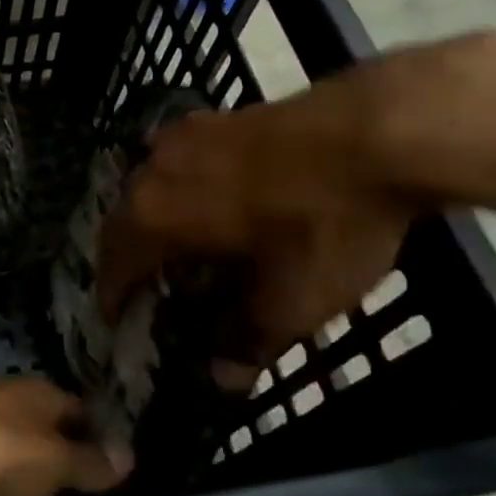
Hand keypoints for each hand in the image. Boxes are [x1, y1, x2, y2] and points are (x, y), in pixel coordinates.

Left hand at [0, 378, 131, 495]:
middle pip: (48, 448)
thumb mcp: (46, 460)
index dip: (106, 444)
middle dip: (63, 483)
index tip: (130, 485)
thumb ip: (86, 464)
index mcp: (38, 398)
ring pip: (12, 477)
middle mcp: (8, 414)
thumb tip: (128, 456)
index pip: (84, 416)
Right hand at [97, 47, 433, 362]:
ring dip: (154, 218)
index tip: (116, 321)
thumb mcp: (292, 301)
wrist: (383, 129)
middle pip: (124, 219)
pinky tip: (215, 197)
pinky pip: (181, 162)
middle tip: (147, 287)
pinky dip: (184, 189)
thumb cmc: (325, 222)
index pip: (113, 263)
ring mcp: (185, 135)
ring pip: (150, 185)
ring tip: (180, 244)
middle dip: (128, 255)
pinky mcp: (218, 117)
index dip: (112, 297)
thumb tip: (221, 378)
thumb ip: (248, 341)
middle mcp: (154, 170)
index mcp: (156, 215)